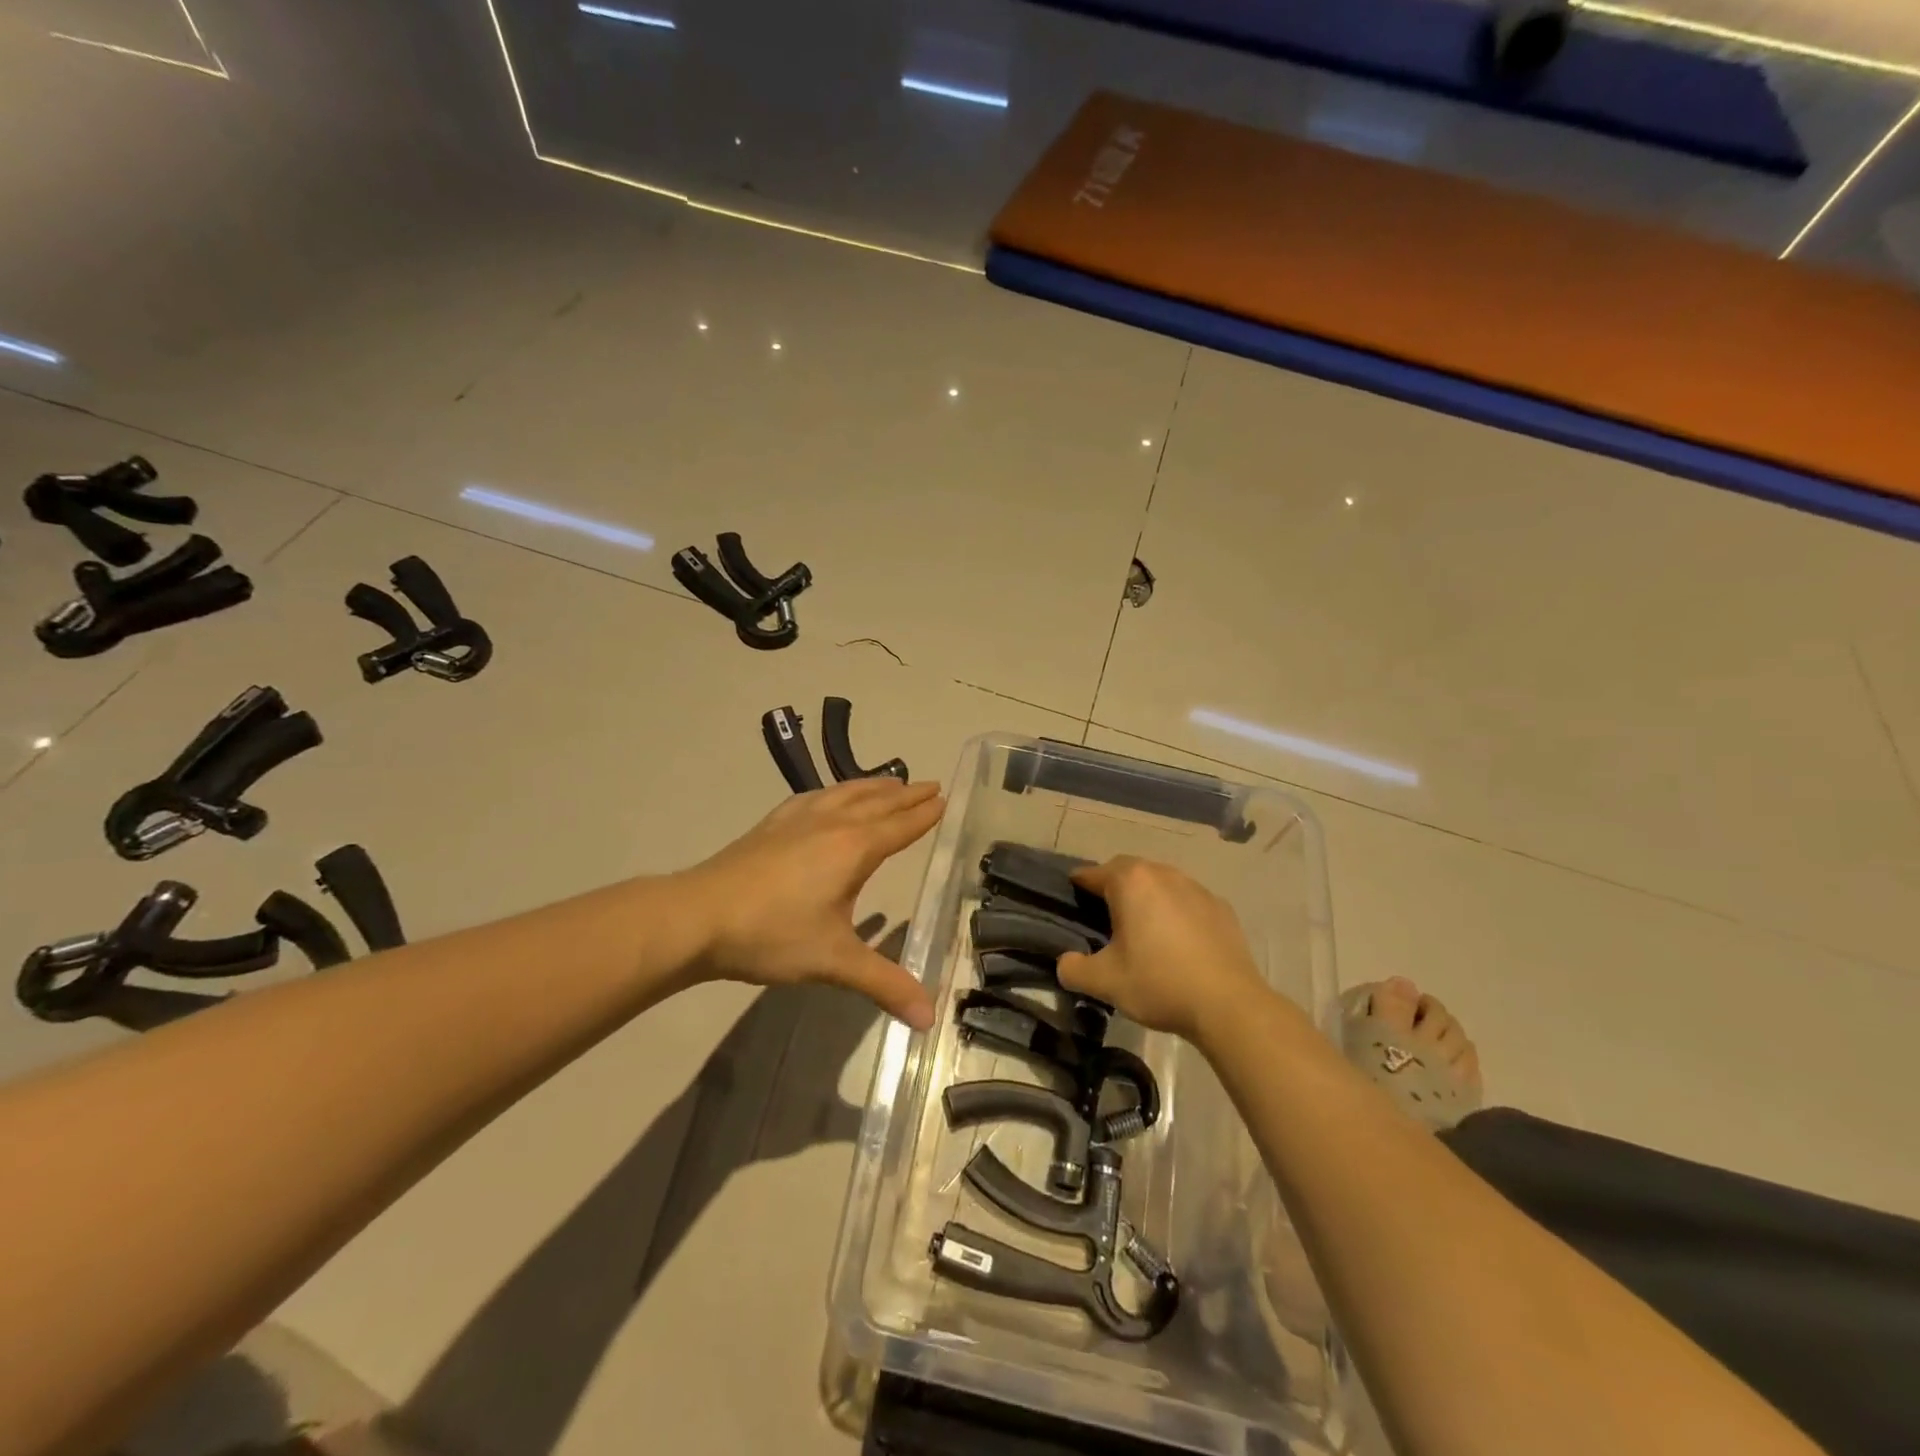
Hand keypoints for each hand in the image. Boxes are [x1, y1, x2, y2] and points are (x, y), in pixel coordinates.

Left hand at [677, 778, 943, 1028]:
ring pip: (845, 794)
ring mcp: (797, 820)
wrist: (698, 916)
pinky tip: (828, 796)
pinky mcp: (771, 825)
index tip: (943, 799)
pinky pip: (815, 797)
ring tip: (890, 782)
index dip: (923, 815)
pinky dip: (834, 791)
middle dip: (906, 796)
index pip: (899, 827)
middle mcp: (831, 824)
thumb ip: (884, 984)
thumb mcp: (834, 962)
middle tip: (930, 785)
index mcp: (853, 849)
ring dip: (873, 787)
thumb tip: (929, 1019)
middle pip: (877, 803)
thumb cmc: (772, 934)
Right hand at [1057, 856, 1267, 1043]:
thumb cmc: (1159, 983)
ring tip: (1141, 927)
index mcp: (1131, 882)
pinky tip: (1176, 940)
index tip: (1071, 897)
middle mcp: (1163, 874)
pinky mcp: (1221, 907)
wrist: (1229, 1005)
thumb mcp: (1105, 982)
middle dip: (1113, 886)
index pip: (1093, 873)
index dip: (1078, 884)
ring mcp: (1196, 888)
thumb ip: (1074, 969)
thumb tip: (1064, 962)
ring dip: (1146, 896)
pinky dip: (1175, 911)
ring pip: (1160, 882)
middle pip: (1128, 870)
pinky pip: (1187, 900)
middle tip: (1102, 914)